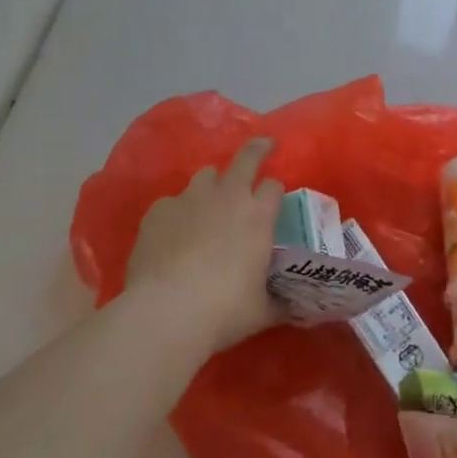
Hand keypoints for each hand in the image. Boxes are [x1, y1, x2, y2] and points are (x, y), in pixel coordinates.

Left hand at [124, 139, 281, 352]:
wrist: (167, 311)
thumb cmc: (224, 310)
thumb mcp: (262, 310)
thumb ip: (279, 301)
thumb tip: (297, 308)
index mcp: (258, 215)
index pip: (273, 186)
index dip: (274, 191)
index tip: (273, 198)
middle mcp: (228, 197)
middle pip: (246, 157)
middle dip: (257, 149)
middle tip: (263, 146)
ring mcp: (191, 199)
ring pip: (206, 175)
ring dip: (213, 183)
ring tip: (210, 202)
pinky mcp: (159, 210)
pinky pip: (172, 202)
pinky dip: (178, 212)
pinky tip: (173, 234)